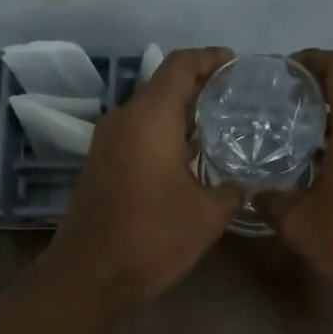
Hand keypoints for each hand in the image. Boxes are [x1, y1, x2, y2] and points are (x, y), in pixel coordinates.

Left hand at [45, 47, 241, 306]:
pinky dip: (163, 136)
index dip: (211, 58)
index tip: (238, 65)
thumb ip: (231, 190)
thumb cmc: (151, 238)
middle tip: (238, 100)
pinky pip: (137, 135)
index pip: (180, 65)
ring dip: (181, 115)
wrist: (89, 275)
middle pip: (164, 86)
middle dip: (201, 88)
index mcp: (149, 118)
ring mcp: (105, 143)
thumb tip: (242, 184)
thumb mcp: (207, 216)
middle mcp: (122, 120)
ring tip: (219, 128)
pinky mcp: (99, 165)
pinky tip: (189, 158)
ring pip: (149, 113)